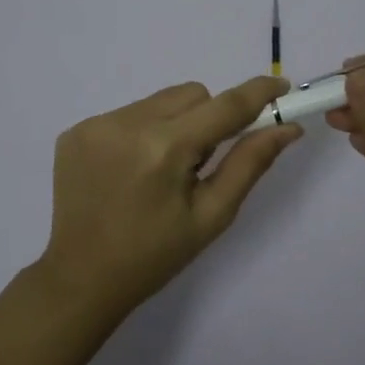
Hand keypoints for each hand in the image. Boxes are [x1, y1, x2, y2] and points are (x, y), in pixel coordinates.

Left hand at [40, 75, 302, 314]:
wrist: (81, 278)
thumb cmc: (155, 255)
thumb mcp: (212, 215)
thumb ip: (250, 163)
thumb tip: (288, 127)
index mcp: (165, 148)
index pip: (224, 105)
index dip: (258, 93)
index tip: (282, 86)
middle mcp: (128, 124)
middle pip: (192, 94)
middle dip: (209, 118)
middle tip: (201, 162)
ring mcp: (96, 124)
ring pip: (160, 101)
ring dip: (175, 123)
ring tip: (160, 170)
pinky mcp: (76, 131)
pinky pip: (128, 113)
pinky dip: (142, 132)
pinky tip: (131, 170)